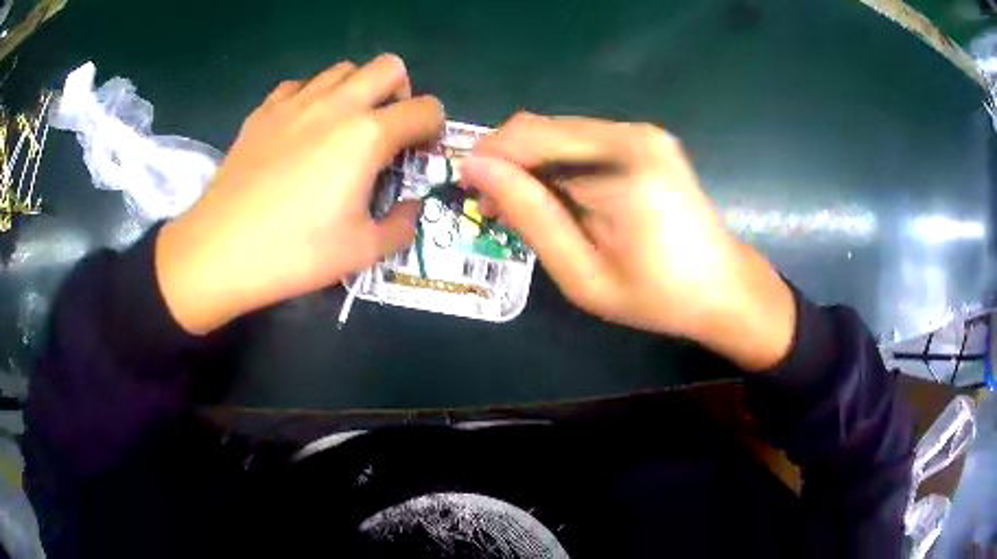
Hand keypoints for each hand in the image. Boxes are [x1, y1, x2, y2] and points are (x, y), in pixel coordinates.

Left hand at [156, 54, 444, 333]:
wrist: (220, 250)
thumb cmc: (294, 252)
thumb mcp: (362, 251)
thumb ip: (402, 226)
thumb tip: (410, 209)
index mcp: (368, 135)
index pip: (427, 109)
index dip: (433, 129)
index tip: (419, 152)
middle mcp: (337, 104)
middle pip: (389, 66)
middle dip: (400, 92)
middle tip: (385, 129)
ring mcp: (296, 101)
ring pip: (344, 69)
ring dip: (357, 90)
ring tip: (342, 128)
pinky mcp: (265, 110)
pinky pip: (301, 85)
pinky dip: (313, 97)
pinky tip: (302, 130)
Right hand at [462, 113, 794, 370]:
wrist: (724, 288)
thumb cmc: (657, 296)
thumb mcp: (583, 273)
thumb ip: (530, 215)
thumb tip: (476, 169)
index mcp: (621, 165)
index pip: (529, 136)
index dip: (489, 158)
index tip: (469, 193)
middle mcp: (632, 134)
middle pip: (542, 127)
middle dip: (508, 162)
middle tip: (495, 208)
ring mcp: (643, 133)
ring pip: (559, 132)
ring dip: (532, 164)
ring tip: (528, 208)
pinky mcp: (647, 140)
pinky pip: (583, 141)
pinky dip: (560, 164)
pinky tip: (561, 197)